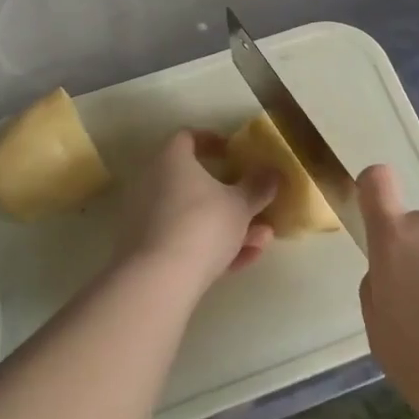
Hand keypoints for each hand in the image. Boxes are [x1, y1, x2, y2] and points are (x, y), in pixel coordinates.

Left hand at [112, 130, 278, 291]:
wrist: (160, 280)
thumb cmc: (203, 224)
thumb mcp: (240, 205)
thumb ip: (258, 187)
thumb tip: (273, 173)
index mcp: (171, 160)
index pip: (187, 138)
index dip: (212, 142)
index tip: (233, 152)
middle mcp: (152, 182)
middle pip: (195, 182)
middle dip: (230, 196)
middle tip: (255, 204)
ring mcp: (146, 218)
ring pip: (193, 216)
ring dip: (227, 226)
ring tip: (260, 241)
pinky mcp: (145, 250)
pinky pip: (183, 240)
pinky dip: (210, 247)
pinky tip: (241, 262)